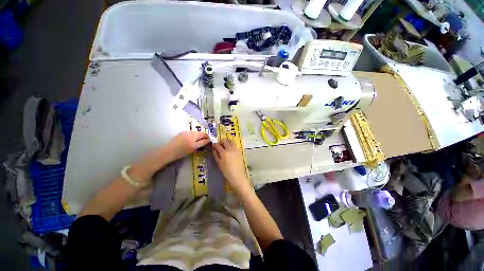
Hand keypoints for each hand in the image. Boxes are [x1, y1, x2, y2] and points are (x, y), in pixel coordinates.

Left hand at [164, 131, 209, 161]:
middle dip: (204, 136)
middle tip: (206, 140)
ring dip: (199, 135)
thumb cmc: (180, 152)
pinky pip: (191, 132)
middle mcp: (190, 134)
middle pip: (201, 133)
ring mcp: (186, 132)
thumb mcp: (192, 149)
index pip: (204, 136)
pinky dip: (194, 135)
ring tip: (199, 140)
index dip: (208, 138)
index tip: (210, 141)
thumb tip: (207, 140)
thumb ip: (201, 144)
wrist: (168, 151)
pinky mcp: (182, 132)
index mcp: (193, 139)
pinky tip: (192, 139)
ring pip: (196, 132)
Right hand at [213, 139, 250, 193]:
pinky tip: (230, 150)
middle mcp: (230, 149)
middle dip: (221, 142)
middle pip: (225, 141)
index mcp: (224, 152)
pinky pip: (234, 145)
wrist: (238, 176)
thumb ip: (216, 155)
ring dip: (227, 142)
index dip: (214, 145)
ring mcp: (236, 149)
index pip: (217, 145)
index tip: (214, 146)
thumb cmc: (226, 171)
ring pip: (231, 141)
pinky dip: (231, 145)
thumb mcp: (219, 163)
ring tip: (225, 147)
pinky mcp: (239, 151)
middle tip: (219, 146)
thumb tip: (214, 149)